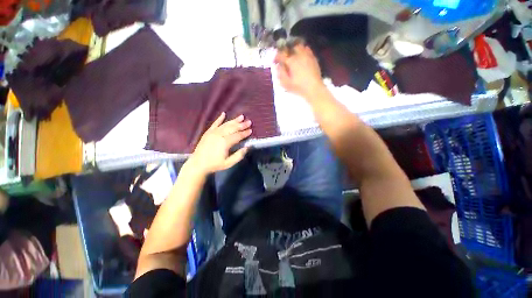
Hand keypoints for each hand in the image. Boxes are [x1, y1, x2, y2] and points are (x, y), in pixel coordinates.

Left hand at [188, 113, 251, 174]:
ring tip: (241, 116)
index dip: (245, 133)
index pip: (238, 136)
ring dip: (234, 120)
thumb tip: (247, 147)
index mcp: (225, 142)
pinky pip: (215, 123)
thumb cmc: (215, 164)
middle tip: (249, 121)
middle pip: (233, 128)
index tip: (251, 130)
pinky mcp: (208, 132)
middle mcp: (220, 135)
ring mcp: (213, 132)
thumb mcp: (229, 163)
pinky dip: (219, 118)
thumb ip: (239, 155)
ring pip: (226, 124)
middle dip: (242, 125)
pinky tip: (223, 114)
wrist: (198, 164)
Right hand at [274, 44, 324, 98]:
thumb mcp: (286, 83)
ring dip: (294, 50)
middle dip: (286, 51)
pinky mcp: (313, 58)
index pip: (281, 54)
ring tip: (292, 56)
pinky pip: (307, 50)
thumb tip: (277, 66)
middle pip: (290, 47)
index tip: (274, 61)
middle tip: (283, 57)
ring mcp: (307, 55)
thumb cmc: (298, 87)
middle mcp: (299, 55)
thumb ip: (280, 73)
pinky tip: (301, 57)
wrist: (314, 89)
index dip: (276, 57)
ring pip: (299, 46)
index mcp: (291, 61)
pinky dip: (303, 51)